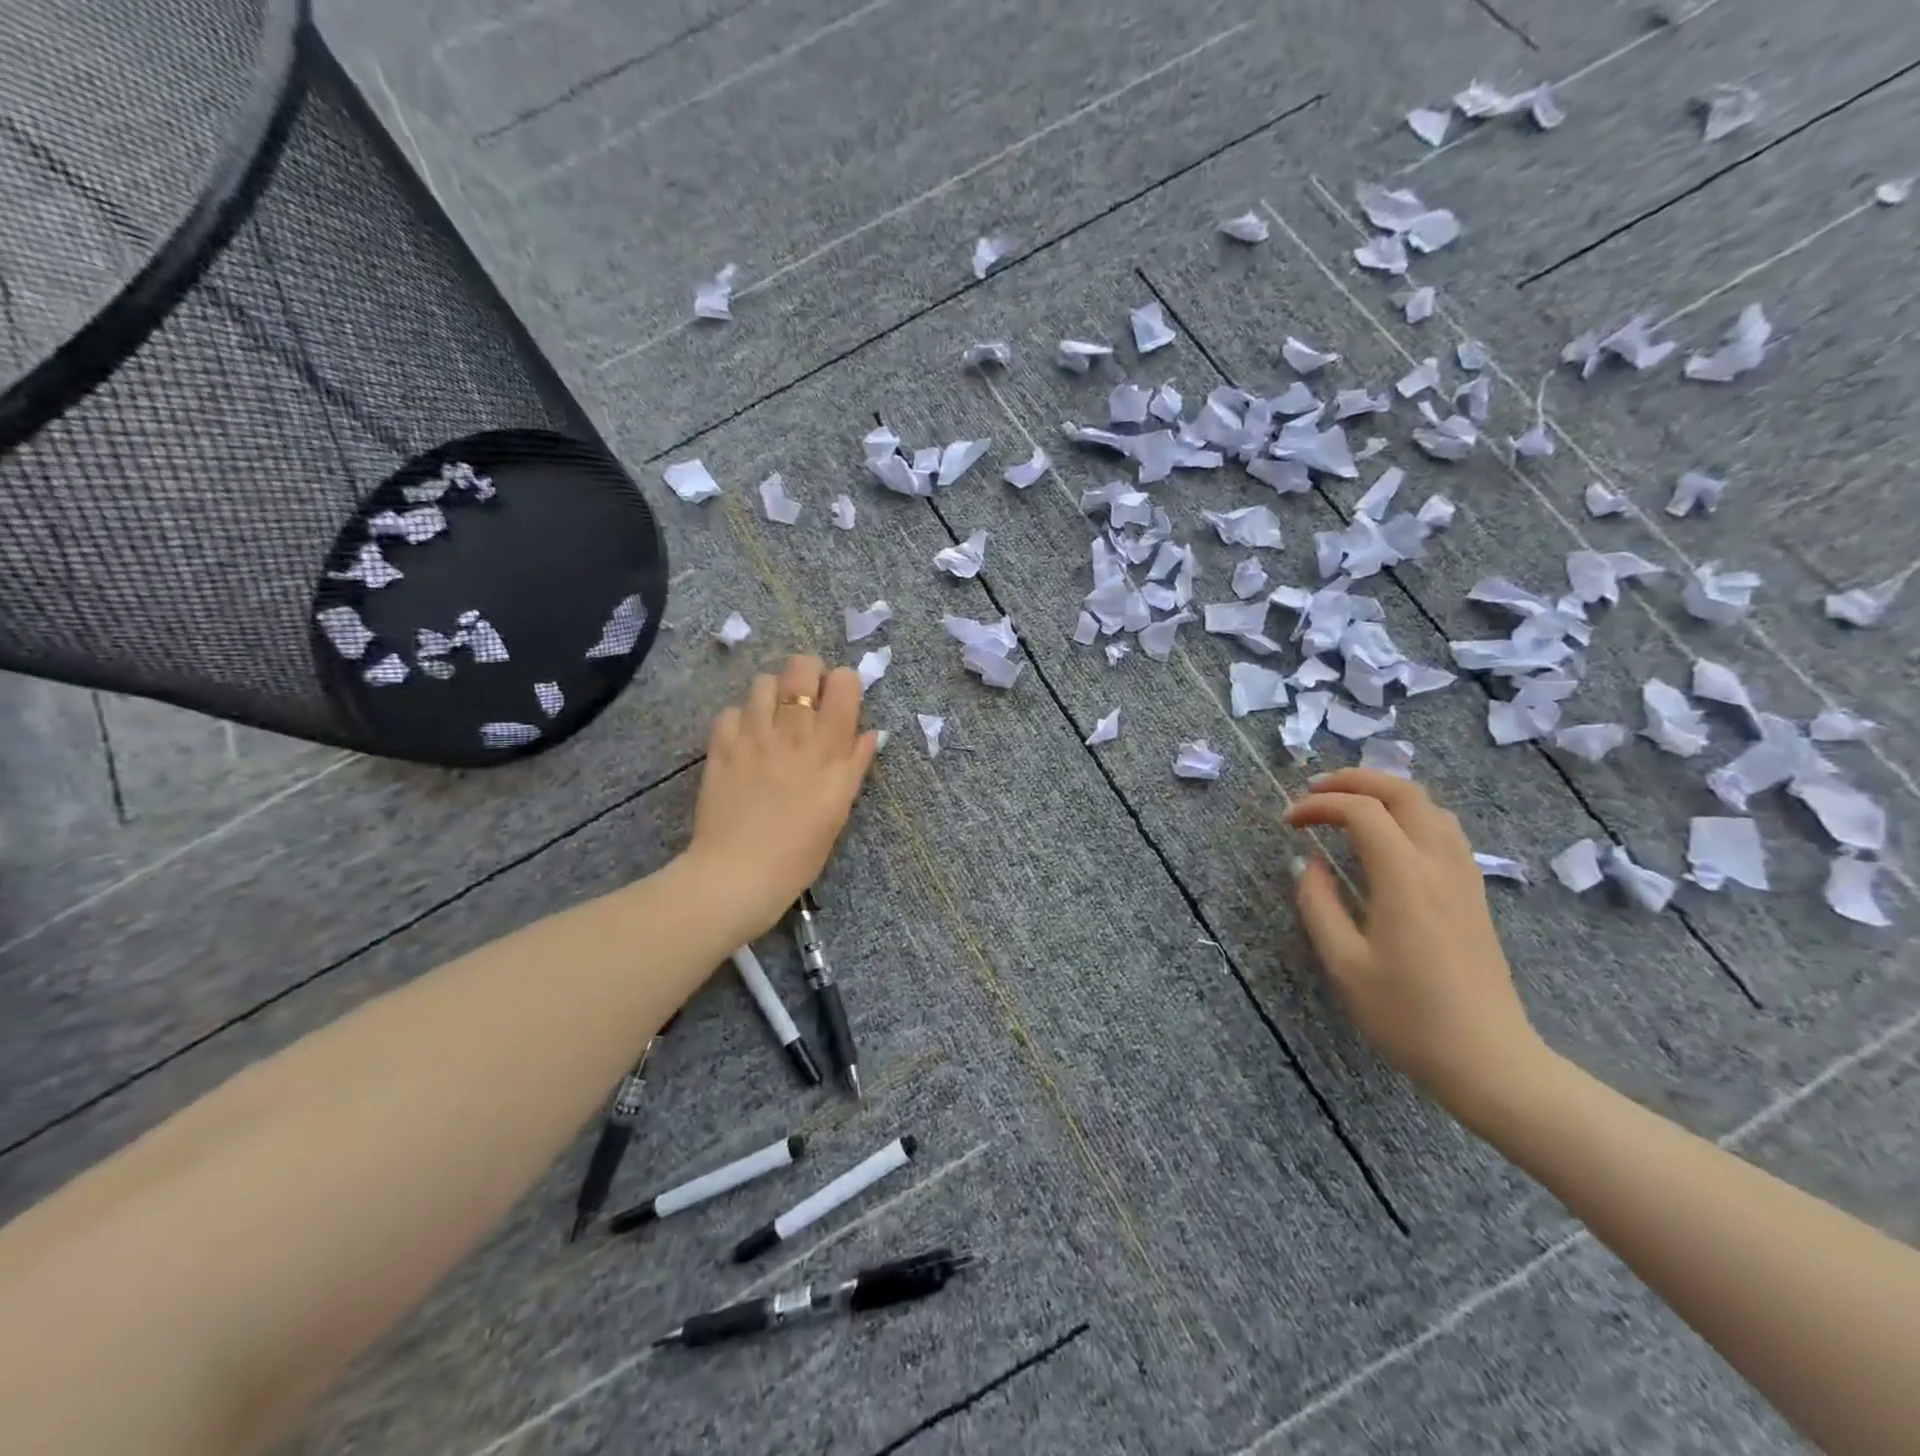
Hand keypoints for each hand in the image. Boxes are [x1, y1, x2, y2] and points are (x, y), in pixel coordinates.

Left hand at [685, 654, 880, 938]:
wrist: (739, 874)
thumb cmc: (800, 852)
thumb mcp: (839, 809)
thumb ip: (854, 765)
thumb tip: (870, 733)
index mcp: (828, 748)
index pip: (843, 683)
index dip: (844, 682)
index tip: (840, 699)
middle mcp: (791, 732)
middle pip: (801, 669)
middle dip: (808, 672)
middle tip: (807, 696)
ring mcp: (752, 736)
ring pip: (762, 683)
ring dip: (772, 693)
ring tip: (773, 717)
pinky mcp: (720, 747)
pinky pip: (729, 711)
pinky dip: (740, 719)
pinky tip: (744, 739)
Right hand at [1283, 769, 1548, 1119]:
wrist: (1489, 1060)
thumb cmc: (1407, 1015)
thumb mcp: (1344, 964)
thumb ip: (1319, 904)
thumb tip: (1307, 863)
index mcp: (1406, 878)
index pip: (1362, 811)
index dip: (1319, 805)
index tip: (1289, 822)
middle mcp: (1440, 865)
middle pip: (1404, 792)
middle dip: (1356, 780)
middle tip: (1316, 791)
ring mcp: (1464, 878)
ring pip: (1431, 807)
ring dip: (1386, 793)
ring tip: (1349, 806)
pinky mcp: (1474, 894)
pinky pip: (1445, 831)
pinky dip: (1410, 815)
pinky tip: (1388, 839)